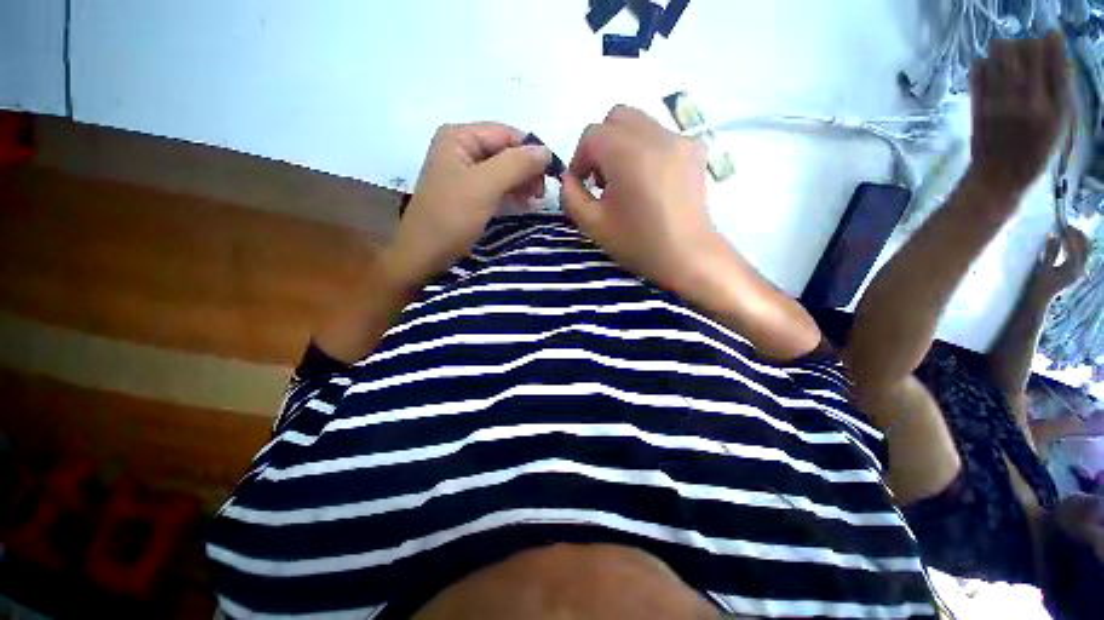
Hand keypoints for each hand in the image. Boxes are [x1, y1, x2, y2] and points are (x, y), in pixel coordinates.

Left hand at [385, 123, 551, 285]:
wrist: (426, 254)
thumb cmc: (451, 216)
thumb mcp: (485, 186)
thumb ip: (516, 164)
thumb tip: (546, 152)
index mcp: (460, 137)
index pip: (507, 135)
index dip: (531, 152)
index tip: (552, 175)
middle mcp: (462, 149)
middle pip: (506, 152)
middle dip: (527, 170)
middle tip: (542, 193)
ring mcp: (465, 173)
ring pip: (504, 170)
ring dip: (522, 183)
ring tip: (535, 200)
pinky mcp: (470, 194)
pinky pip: (498, 186)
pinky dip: (513, 193)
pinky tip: (524, 204)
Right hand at [558, 105, 718, 292]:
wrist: (687, 256)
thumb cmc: (637, 243)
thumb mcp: (593, 225)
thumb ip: (571, 196)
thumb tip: (569, 178)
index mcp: (627, 153)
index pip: (592, 135)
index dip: (579, 159)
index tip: (582, 186)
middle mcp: (655, 135)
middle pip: (617, 118)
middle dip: (601, 144)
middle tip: (603, 179)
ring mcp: (679, 140)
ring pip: (640, 123)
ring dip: (623, 145)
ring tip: (627, 181)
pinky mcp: (695, 150)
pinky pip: (661, 136)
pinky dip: (647, 150)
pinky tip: (650, 181)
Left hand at [970, 31, 1069, 201]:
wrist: (997, 178)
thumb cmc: (1033, 155)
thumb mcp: (1059, 127)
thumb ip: (1061, 95)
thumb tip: (1064, 63)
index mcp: (1052, 106)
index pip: (1053, 60)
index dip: (1050, 43)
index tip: (1049, 39)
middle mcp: (1027, 99)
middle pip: (1026, 51)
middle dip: (1026, 44)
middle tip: (1025, 50)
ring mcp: (1001, 100)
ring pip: (1001, 57)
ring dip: (1003, 50)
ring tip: (1005, 56)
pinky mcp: (979, 106)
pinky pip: (978, 75)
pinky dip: (981, 65)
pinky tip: (985, 66)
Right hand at [1030, 227, 1089, 299]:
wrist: (1039, 298)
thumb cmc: (1039, 284)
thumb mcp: (1043, 267)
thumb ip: (1050, 252)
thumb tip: (1053, 235)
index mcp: (1072, 268)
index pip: (1075, 247)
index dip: (1071, 235)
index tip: (1064, 226)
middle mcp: (1079, 268)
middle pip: (1084, 248)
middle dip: (1078, 236)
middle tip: (1068, 227)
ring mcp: (1079, 270)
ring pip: (1085, 251)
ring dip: (1079, 240)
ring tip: (1070, 232)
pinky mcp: (1076, 270)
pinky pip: (1082, 255)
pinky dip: (1078, 246)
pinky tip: (1071, 243)